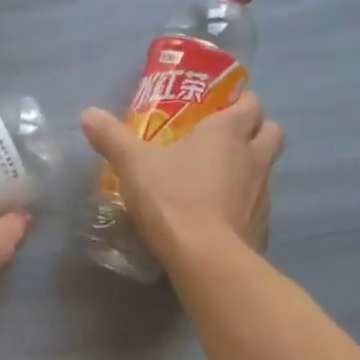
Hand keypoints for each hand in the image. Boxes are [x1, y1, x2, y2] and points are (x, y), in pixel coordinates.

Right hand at [80, 92, 283, 262]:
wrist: (205, 257)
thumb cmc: (172, 199)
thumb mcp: (133, 166)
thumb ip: (112, 138)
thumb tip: (88, 113)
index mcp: (228, 132)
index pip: (251, 103)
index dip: (240, 102)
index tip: (220, 108)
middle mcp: (254, 156)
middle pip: (272, 131)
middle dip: (256, 130)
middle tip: (228, 140)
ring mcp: (263, 193)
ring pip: (267, 169)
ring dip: (251, 168)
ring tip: (220, 180)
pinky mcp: (261, 225)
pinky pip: (258, 206)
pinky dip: (244, 205)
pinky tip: (221, 216)